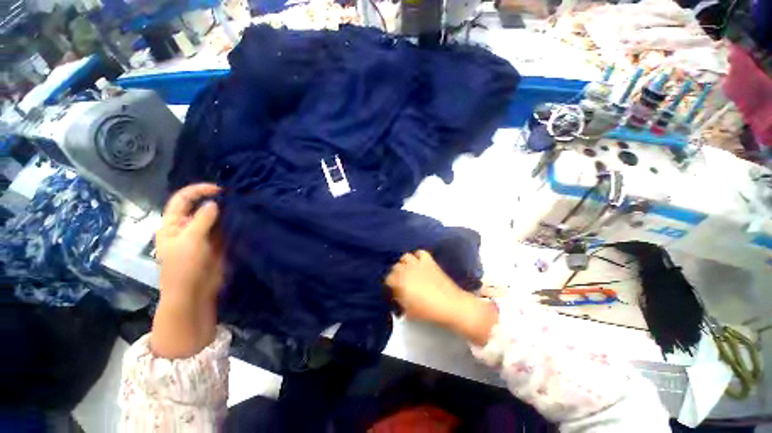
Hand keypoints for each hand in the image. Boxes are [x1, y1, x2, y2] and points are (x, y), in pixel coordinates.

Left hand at [151, 183, 223, 358]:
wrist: (194, 293)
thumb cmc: (184, 266)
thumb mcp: (190, 240)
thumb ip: (202, 220)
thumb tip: (213, 203)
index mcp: (172, 224)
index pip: (182, 200)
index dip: (198, 191)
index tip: (218, 190)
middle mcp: (187, 227)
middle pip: (199, 207)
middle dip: (215, 201)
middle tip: (234, 198)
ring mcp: (202, 236)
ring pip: (214, 218)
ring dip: (226, 212)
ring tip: (240, 207)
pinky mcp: (216, 244)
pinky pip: (224, 229)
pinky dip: (231, 223)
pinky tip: (241, 219)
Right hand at [385, 250, 497, 344]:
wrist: (450, 304)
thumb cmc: (428, 310)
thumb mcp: (408, 311)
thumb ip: (399, 301)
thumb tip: (396, 295)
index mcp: (400, 282)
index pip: (387, 278)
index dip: (389, 284)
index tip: (392, 290)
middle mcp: (406, 269)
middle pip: (395, 267)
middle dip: (396, 274)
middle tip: (400, 281)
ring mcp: (418, 263)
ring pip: (405, 257)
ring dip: (405, 263)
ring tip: (408, 270)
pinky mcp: (429, 261)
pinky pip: (420, 253)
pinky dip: (418, 256)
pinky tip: (419, 263)